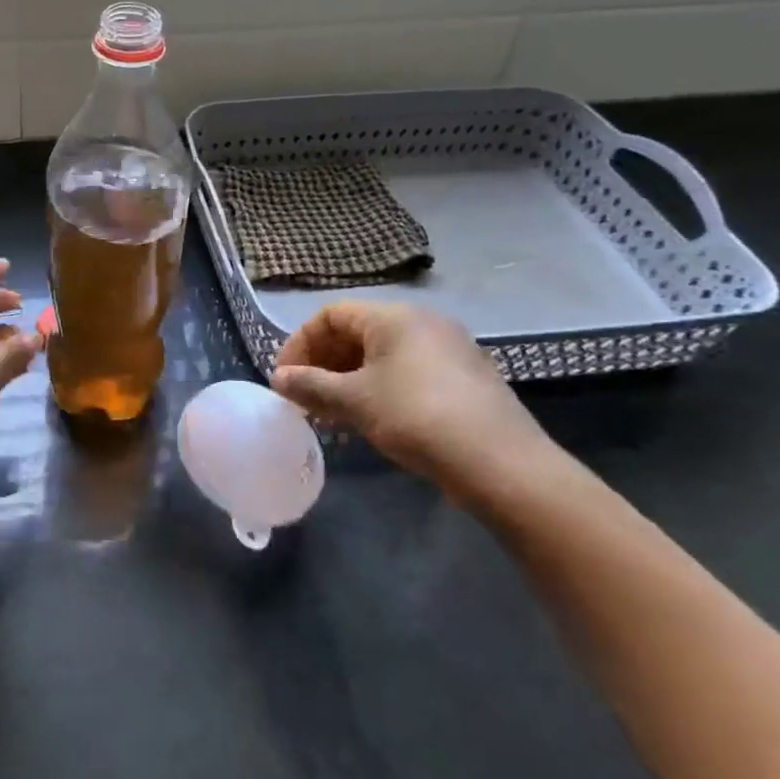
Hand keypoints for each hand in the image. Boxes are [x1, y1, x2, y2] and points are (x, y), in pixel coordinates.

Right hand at [270, 301, 552, 499]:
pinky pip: (407, 371)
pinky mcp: (465, 377)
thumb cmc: (415, 417)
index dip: (301, 343)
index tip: (286, 378)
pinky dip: (379, 388)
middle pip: (357, 332)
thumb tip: (279, 379)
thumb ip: (311, 385)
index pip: (331, 315)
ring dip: (349, 379)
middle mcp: (423, 322)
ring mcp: (449, 349)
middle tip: (306, 397)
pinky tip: (371, 420)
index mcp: (394, 317)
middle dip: (324, 363)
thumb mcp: (354, 401)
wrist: (500, 463)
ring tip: (332, 413)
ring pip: (382, 355)